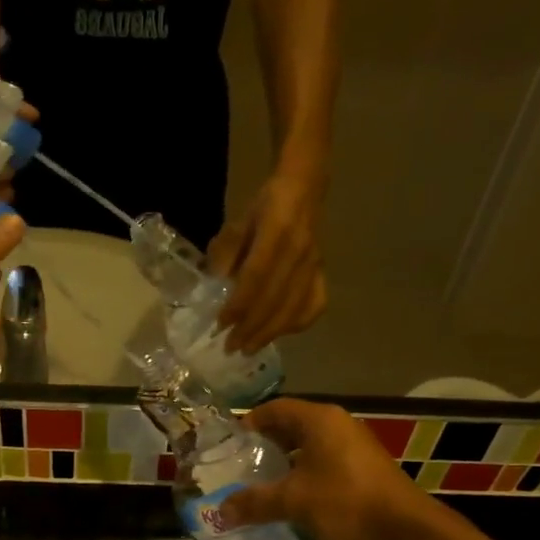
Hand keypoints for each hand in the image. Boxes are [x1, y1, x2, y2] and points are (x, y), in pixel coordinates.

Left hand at [208, 172, 326, 353]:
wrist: (303, 191)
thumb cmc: (264, 207)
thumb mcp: (238, 222)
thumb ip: (226, 252)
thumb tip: (217, 284)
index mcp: (276, 233)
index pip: (255, 277)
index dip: (238, 304)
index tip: (221, 325)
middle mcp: (298, 252)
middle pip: (274, 299)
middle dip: (251, 328)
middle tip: (231, 347)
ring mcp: (313, 265)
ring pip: (294, 308)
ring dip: (270, 333)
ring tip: (249, 348)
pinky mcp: (322, 272)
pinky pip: (315, 304)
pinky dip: (298, 323)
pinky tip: (281, 334)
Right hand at [217, 399, 437, 539]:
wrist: (404, 529)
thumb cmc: (344, 501)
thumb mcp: (293, 501)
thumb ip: (255, 503)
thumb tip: (221, 512)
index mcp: (319, 420)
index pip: (276, 408)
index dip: (250, 422)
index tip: (231, 442)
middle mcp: (338, 424)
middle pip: (293, 424)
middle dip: (267, 442)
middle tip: (242, 462)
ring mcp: (356, 444)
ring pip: (311, 444)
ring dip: (287, 458)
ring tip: (264, 480)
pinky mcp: (365, 466)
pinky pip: (326, 459)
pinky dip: (306, 470)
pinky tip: (295, 494)